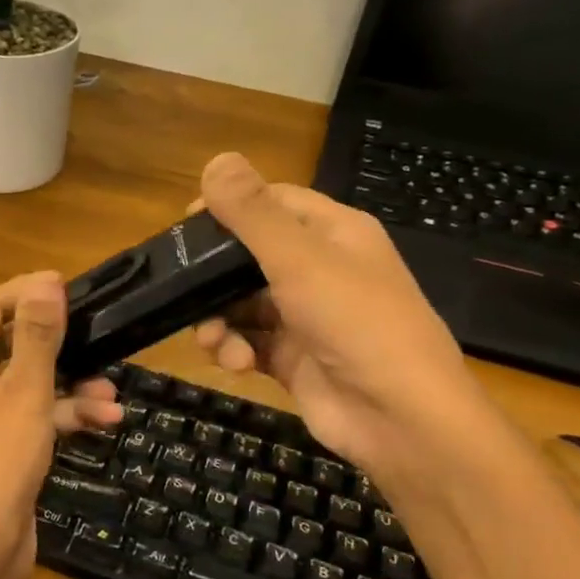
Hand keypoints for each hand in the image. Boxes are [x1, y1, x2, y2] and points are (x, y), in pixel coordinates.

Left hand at [0, 271, 121, 578]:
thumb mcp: (22, 393)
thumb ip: (36, 337)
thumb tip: (45, 282)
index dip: (25, 292)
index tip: (69, 287)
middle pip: (11, 344)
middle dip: (57, 340)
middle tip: (98, 329)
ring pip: (30, 385)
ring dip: (71, 384)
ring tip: (113, 389)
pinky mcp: (4, 451)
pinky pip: (36, 419)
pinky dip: (66, 416)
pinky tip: (107, 420)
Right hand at [193, 153, 491, 480]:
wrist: (398, 418)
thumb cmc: (355, 323)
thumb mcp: (300, 260)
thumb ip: (253, 213)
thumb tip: (216, 159)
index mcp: (334, 233)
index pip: (273, 202)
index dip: (229, 208)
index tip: (184, 226)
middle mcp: (320, 270)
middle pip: (249, 256)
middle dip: (214, 275)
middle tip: (180, 287)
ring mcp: (306, 316)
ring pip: (242, 304)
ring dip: (218, 319)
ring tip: (212, 339)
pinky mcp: (293, 357)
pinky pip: (249, 341)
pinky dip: (234, 349)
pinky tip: (234, 362)